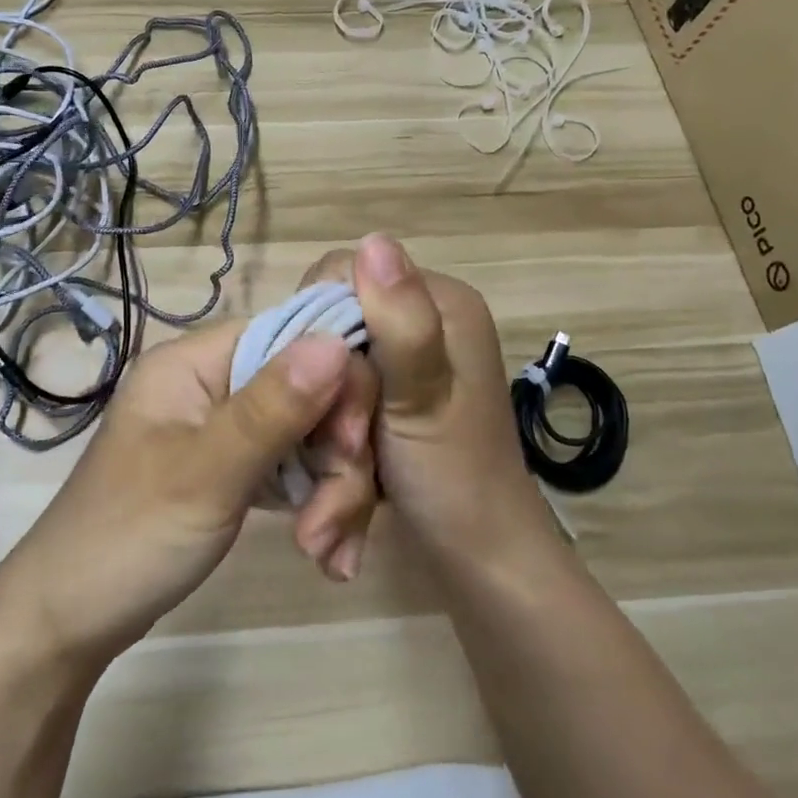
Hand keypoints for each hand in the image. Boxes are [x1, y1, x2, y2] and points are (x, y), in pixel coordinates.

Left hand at [0, 319, 378, 670]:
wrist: (70, 622)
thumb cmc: (129, 537)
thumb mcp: (206, 472)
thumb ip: (273, 407)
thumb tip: (337, 341)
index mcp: (194, 362)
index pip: (291, 336)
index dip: (336, 380)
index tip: (349, 444)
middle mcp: (213, 384)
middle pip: (310, 390)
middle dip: (338, 455)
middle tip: (335, 523)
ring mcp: (225, 429)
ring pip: (311, 434)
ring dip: (332, 491)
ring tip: (325, 554)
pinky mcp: (235, 469)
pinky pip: (295, 468)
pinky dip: (316, 506)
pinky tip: (325, 554)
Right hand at [300, 234, 557, 566]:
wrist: (480, 558)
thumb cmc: (453, 479)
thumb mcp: (421, 398)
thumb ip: (400, 322)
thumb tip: (374, 239)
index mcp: (442, 303)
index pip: (345, 272)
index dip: (317, 322)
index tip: (319, 383)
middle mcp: (428, 318)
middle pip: (335, 319)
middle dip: (323, 379)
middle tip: (340, 438)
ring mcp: (413, 356)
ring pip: (333, 357)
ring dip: (327, 409)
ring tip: (343, 459)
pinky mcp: (399, 388)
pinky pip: (345, 384)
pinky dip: (337, 420)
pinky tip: (344, 458)